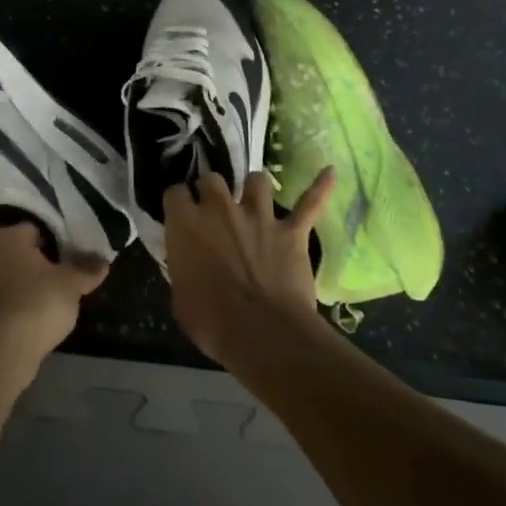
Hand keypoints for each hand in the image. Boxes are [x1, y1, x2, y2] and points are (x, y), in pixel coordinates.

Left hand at [0, 222, 107, 379]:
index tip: (58, 258)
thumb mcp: (72, 284)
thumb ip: (86, 270)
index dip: (45, 243)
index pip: (28, 231)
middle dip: (8, 263)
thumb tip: (103, 261)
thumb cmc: (40, 301)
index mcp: (6, 240)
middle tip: (33, 279)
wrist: (6, 348)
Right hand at [164, 166, 337, 365]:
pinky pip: (310, 202)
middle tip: (214, 208)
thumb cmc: (212, 322)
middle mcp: (220, 209)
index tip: (180, 214)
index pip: (175, 193)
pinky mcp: (291, 231)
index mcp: (187, 225)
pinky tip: (331, 172)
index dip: (178, 203)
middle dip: (211, 190)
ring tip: (254, 198)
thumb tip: (187, 265)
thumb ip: (183, 269)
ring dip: (254, 188)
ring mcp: (259, 216)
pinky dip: (320, 188)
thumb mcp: (180, 298)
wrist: (263, 333)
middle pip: (212, 179)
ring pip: (257, 180)